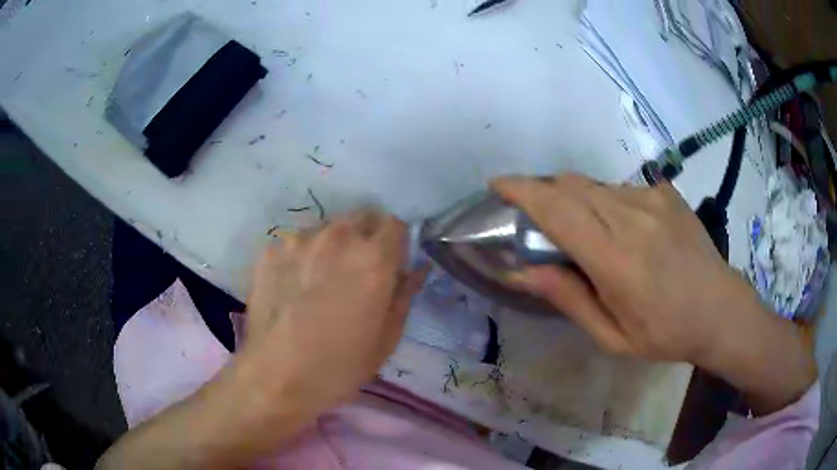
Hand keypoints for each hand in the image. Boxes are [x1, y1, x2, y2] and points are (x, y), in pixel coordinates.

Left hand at [235, 210, 426, 420]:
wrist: (276, 378)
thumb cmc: (339, 367)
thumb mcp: (386, 339)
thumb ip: (404, 295)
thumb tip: (417, 269)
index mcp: (373, 259)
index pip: (395, 223)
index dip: (395, 242)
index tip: (389, 263)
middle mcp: (338, 238)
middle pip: (361, 218)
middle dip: (366, 238)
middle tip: (356, 272)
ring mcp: (299, 240)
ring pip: (327, 229)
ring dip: (331, 246)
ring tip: (319, 281)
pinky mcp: (270, 250)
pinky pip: (295, 243)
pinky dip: (301, 257)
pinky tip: (292, 287)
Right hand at [492, 174, 814, 412]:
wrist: (720, 310)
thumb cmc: (666, 333)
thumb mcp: (612, 336)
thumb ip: (567, 297)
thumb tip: (521, 272)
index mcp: (616, 259)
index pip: (557, 208)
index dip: (521, 190)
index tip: (497, 185)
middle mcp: (632, 217)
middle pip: (571, 185)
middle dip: (543, 191)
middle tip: (535, 217)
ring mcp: (652, 199)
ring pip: (594, 184)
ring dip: (575, 199)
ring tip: (583, 231)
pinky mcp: (666, 193)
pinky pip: (621, 188)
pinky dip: (605, 201)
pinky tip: (621, 229)